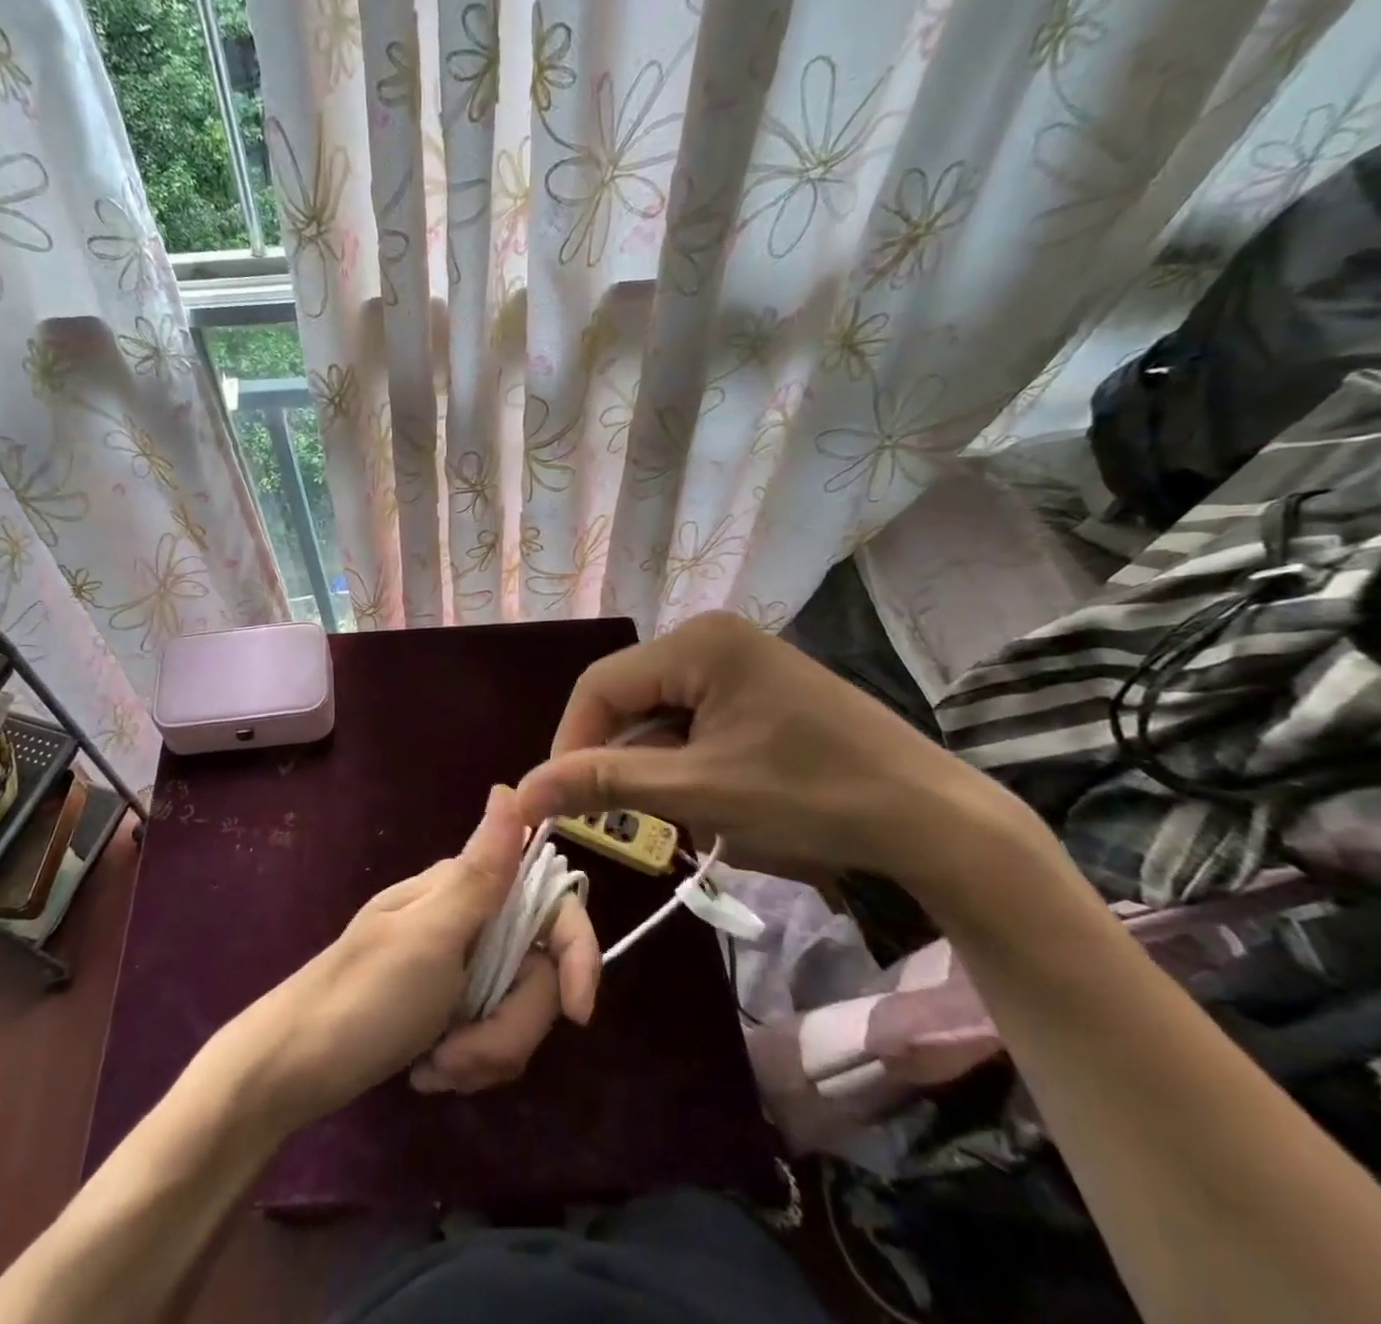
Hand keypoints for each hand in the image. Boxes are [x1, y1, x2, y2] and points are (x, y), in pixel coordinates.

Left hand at [233, 786, 599, 1128]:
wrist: (290, 1071)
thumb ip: (482, 872)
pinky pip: (487, 1035)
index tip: (579, 1015)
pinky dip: (466, 1060)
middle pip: (536, 973)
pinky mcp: (444, 1007)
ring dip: (484, 1052)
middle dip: (508, 1027)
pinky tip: (429, 1071)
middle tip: (461, 1055)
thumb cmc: (363, 999)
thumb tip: (511, 789)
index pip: (550, 907)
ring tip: (435, 1070)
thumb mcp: (430, 938)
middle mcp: (467, 920)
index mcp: (464, 891)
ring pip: (514, 1011)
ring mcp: (456, 966)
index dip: (577, 955)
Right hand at [513, 611, 1037, 887]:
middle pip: (629, 696)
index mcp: (697, 642)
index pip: (600, 687)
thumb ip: (604, 784)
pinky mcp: (760, 686)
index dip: (572, 744)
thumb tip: (523, 792)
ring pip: (660, 711)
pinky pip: (694, 717)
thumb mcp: (698, 792)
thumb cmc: (810, 797)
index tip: (564, 804)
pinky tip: (711, 796)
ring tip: (680, 811)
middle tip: (623, 817)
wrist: (935, 822)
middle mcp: (713, 636)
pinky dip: (686, 759)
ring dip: (654, 763)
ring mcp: (741, 659)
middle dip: (619, 757)